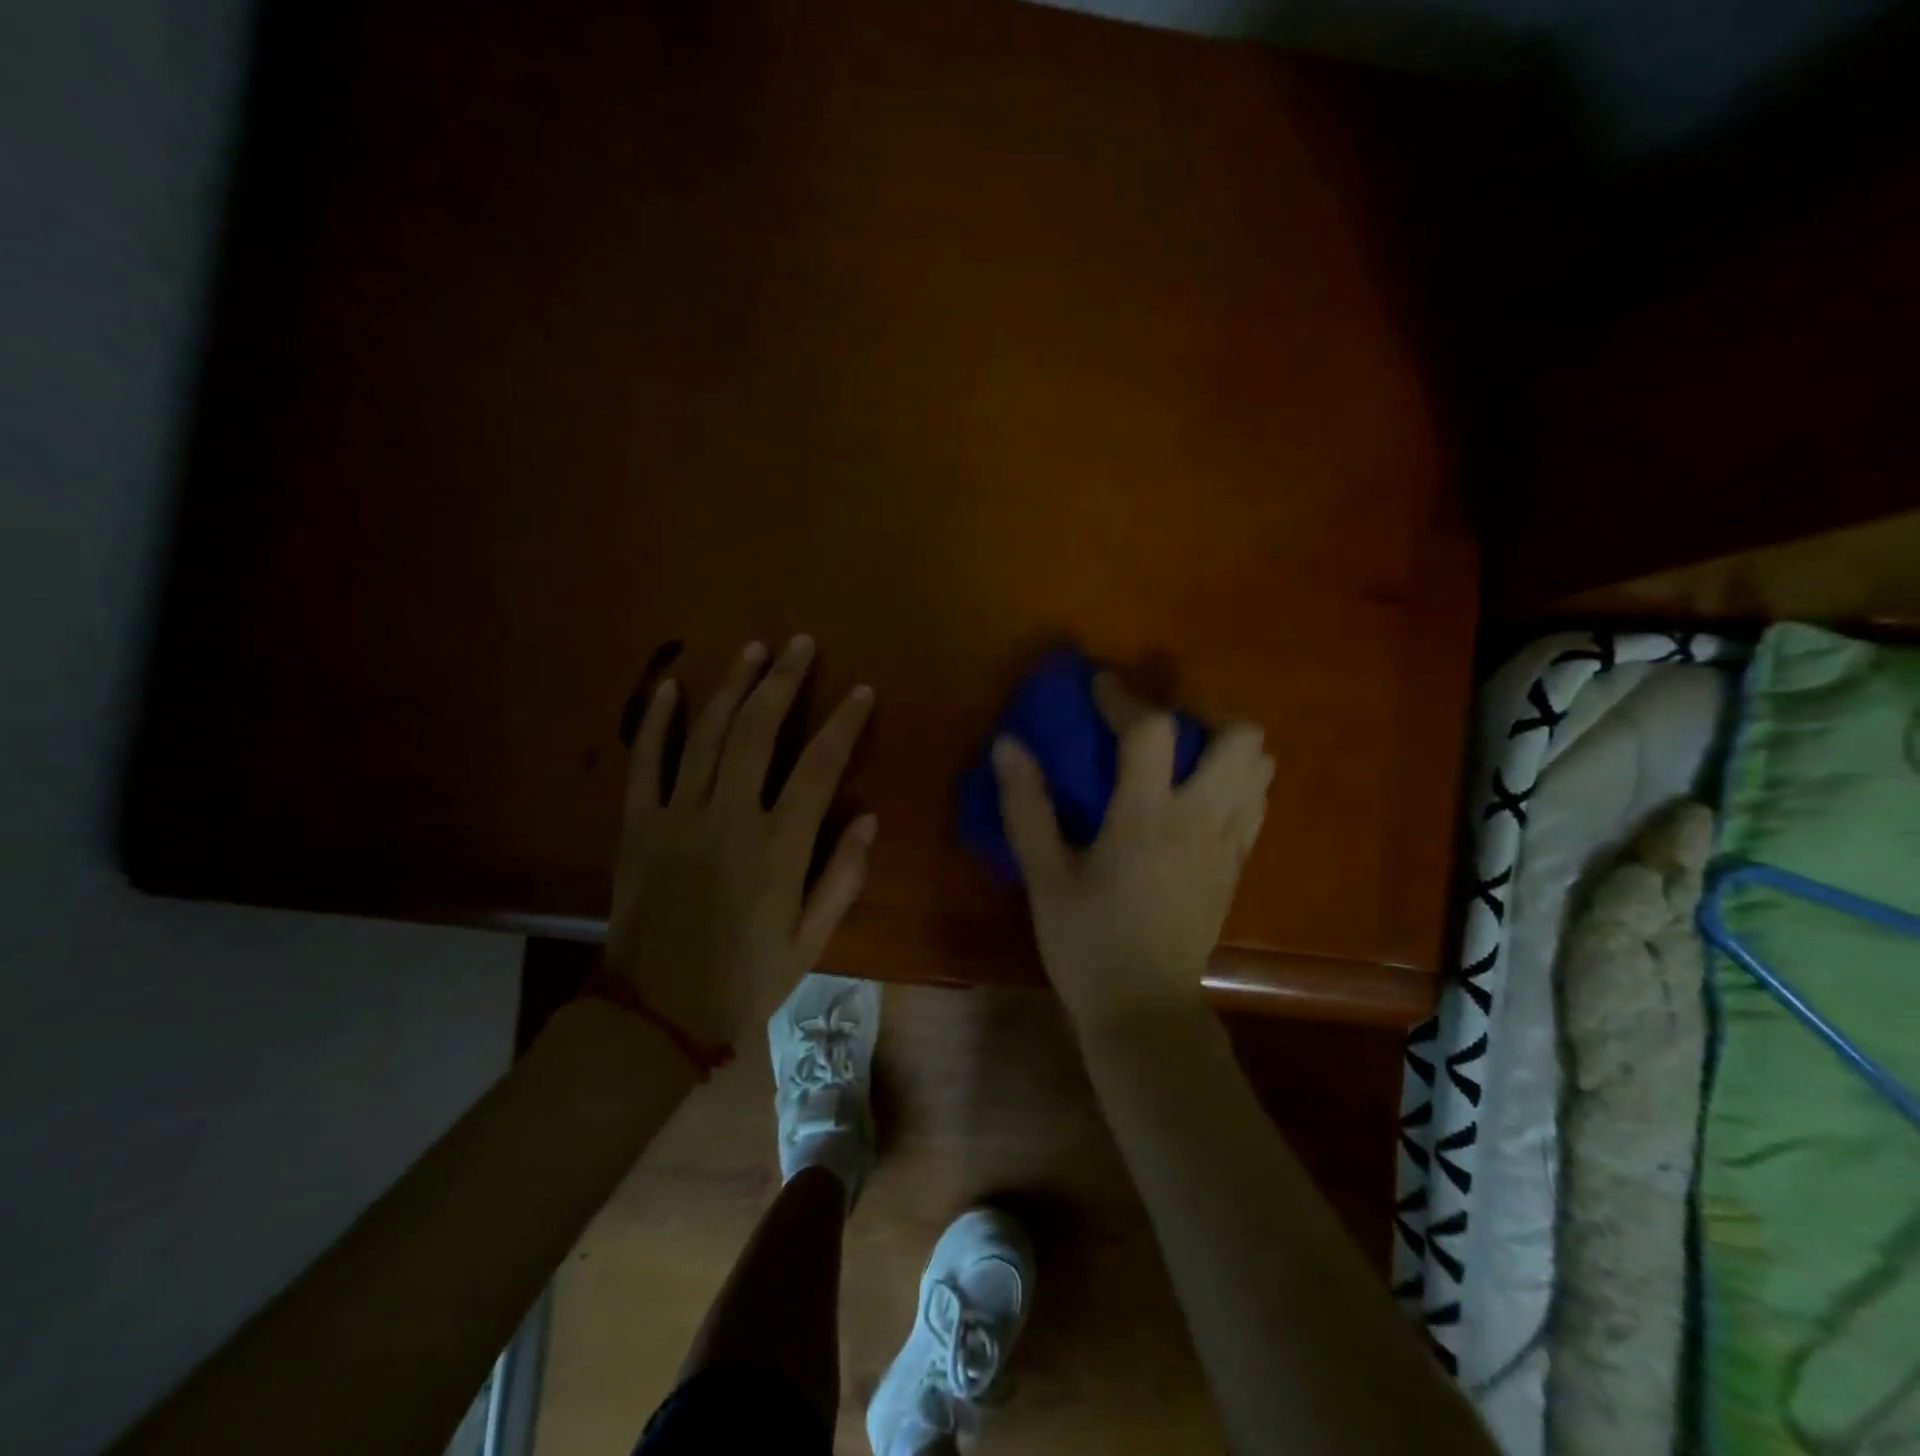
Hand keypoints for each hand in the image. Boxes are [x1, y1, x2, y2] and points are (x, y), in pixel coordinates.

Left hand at [607, 636, 876, 1047]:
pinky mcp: (637, 826)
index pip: (818, 766)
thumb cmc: (745, 980)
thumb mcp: (810, 941)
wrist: (657, 1014)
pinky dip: (655, 722)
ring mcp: (677, 817)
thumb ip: (842, 877)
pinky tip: (669, 685)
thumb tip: (868, 819)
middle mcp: (728, 819)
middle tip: (801, 643)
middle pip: (757, 731)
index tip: (861, 691)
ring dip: (731, 685)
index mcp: (778, 848)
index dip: (843, 723)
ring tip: (754, 649)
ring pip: (705, 734)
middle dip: (783, 681)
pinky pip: (644, 763)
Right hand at [992, 675, 1272, 1024]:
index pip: (1151, 729)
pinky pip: (1254, 804)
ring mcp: (1228, 844)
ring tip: (1182, 760)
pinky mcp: (1237, 868)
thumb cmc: (1087, 942)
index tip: (1100, 685)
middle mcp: (1200, 819)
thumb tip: (1008, 745)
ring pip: (1259, 769)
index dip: (1124, 696)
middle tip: (1158, 729)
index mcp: (1147, 816)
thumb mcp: (1044, 875)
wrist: (1144, 1010)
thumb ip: (1026, 806)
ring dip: (1225, 749)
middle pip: (1241, 737)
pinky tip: (1195, 801)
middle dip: (1202, 715)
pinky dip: (1234, 784)